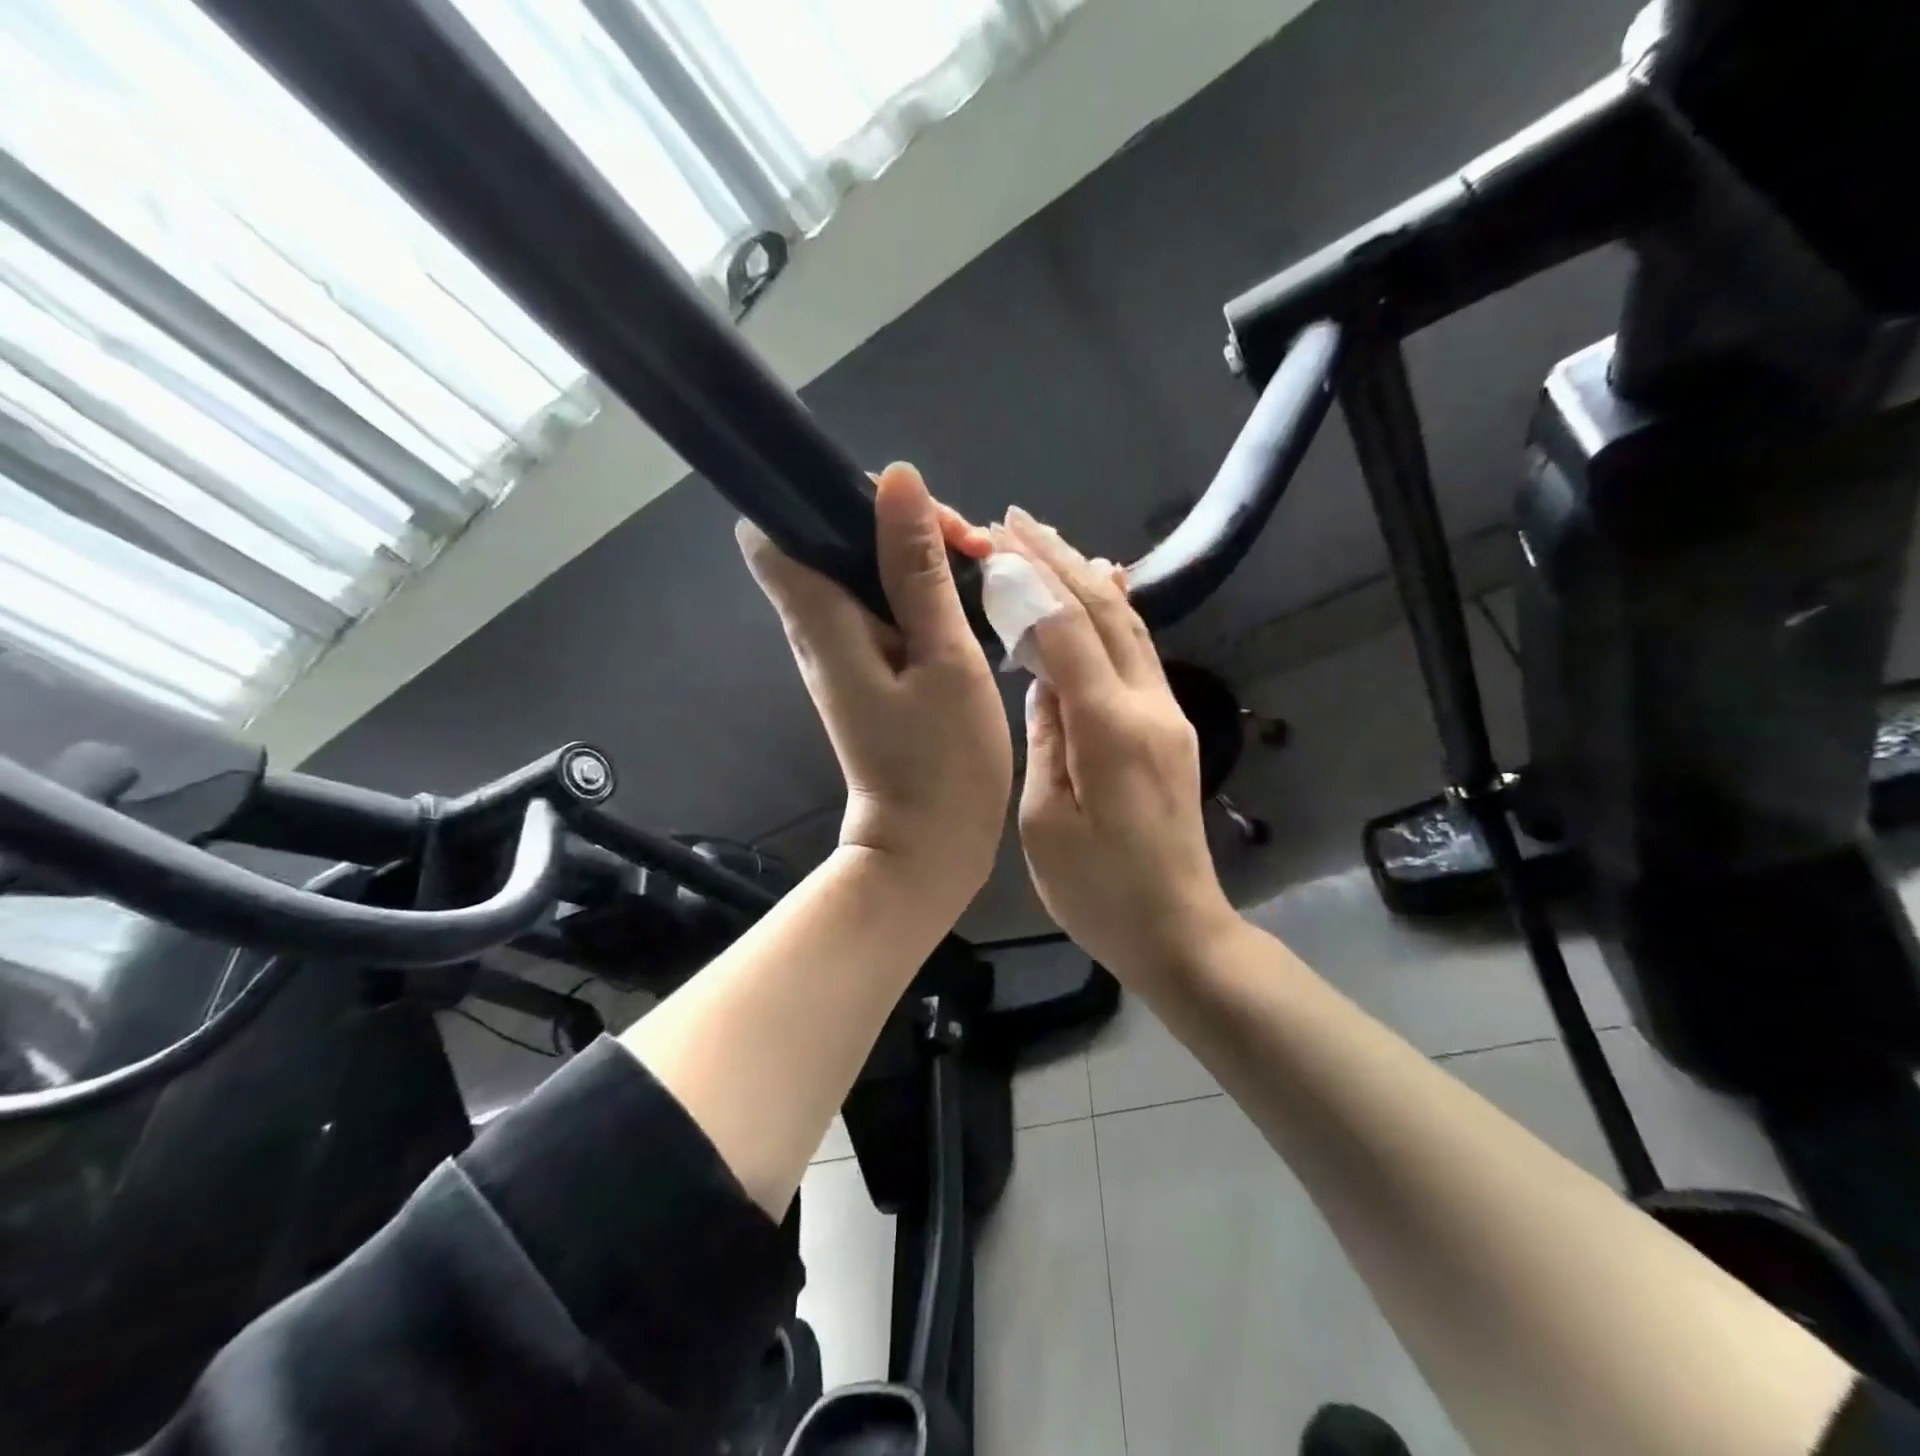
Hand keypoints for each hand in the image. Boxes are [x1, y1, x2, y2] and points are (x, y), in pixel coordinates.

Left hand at [737, 464, 1011, 910]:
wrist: (928, 846)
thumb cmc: (942, 761)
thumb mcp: (944, 658)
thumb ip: (917, 570)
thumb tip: (895, 479)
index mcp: (821, 622)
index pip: (773, 531)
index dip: (822, 497)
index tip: (895, 505)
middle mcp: (817, 630)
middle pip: (832, 540)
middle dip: (897, 522)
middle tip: (967, 544)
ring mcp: (842, 652)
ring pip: (864, 570)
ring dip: (917, 555)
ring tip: (981, 566)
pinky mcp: (868, 670)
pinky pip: (883, 606)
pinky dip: (921, 591)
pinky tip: (970, 599)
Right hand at [999, 509, 1238, 984]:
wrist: (1178, 929)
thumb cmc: (1098, 891)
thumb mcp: (1046, 820)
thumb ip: (1045, 737)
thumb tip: (1042, 681)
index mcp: (1111, 730)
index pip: (1067, 632)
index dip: (1031, 582)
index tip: (995, 541)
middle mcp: (1149, 707)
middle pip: (1105, 614)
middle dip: (1059, 561)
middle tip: (1016, 521)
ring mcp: (1168, 715)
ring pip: (1129, 627)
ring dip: (1087, 580)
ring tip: (1049, 543)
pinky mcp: (1171, 729)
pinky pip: (1139, 654)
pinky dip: (1111, 615)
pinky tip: (1099, 593)